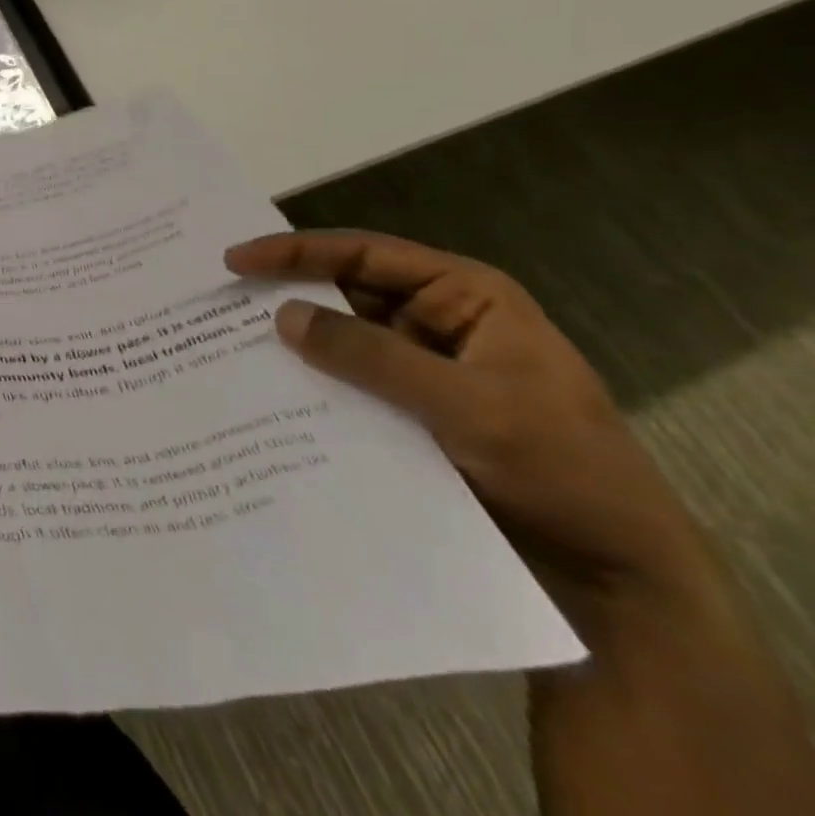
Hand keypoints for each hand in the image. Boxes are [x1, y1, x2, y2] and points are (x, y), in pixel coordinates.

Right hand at [225, 230, 709, 609]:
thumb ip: (372, 356)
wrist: (617, 580)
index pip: (364, 255)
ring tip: (224, 345)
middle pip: (343, 293)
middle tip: (215, 299)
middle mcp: (437, 322)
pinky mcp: (407, 413)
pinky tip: (267, 393)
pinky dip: (310, 385)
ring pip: (340, 341)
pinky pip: (346, 385)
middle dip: (284, 295)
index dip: (295, 252)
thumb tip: (283, 315)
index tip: (235, 260)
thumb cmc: (562, 470)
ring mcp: (420, 370)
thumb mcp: (470, 406)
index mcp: (465, 297)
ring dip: (293, 344)